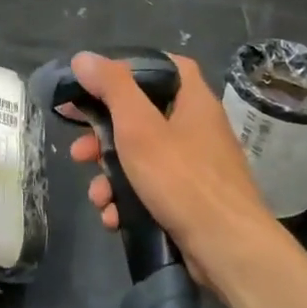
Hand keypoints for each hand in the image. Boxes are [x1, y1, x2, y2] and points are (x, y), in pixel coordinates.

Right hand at [67, 52, 276, 289]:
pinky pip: (151, 190)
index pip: (166, 66)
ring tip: (97, 196)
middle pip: (143, 116)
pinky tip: (113, 218)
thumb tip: (83, 58)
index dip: (131, 68)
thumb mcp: (139, 127)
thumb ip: (112, 89)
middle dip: (103, 136)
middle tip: (79, 149)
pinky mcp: (190, 201)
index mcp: (193, 101)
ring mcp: (195, 168)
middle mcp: (197, 129)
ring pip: (142, 158)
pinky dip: (129, 201)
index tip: (98, 82)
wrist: (227, 249)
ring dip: (111, 176)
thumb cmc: (182, 178)